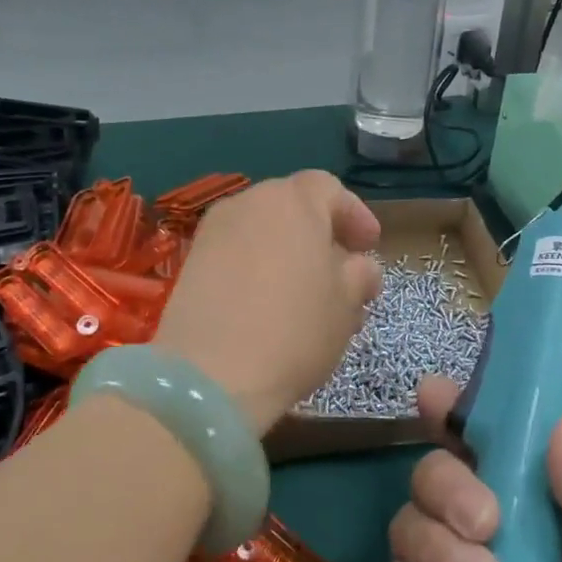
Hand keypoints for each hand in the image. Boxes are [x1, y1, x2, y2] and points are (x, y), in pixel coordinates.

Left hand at [152, 171, 382, 434]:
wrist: (209, 373)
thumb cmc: (294, 328)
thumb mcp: (346, 305)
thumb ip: (359, 275)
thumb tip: (359, 267)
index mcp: (293, 200)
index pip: (329, 188)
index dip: (353, 215)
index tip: (369, 247)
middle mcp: (249, 202)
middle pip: (292, 205)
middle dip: (320, 234)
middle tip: (341, 272)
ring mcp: (214, 230)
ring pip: (262, 230)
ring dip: (288, 252)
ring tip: (307, 296)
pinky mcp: (191, 261)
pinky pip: (236, 251)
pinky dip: (257, 266)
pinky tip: (268, 305)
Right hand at [384, 380, 561, 561]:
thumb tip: (558, 419)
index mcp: (530, 508)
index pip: (482, 441)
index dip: (454, 411)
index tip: (434, 396)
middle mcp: (480, 533)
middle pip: (431, 473)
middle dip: (448, 488)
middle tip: (487, 525)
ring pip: (406, 526)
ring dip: (440, 550)